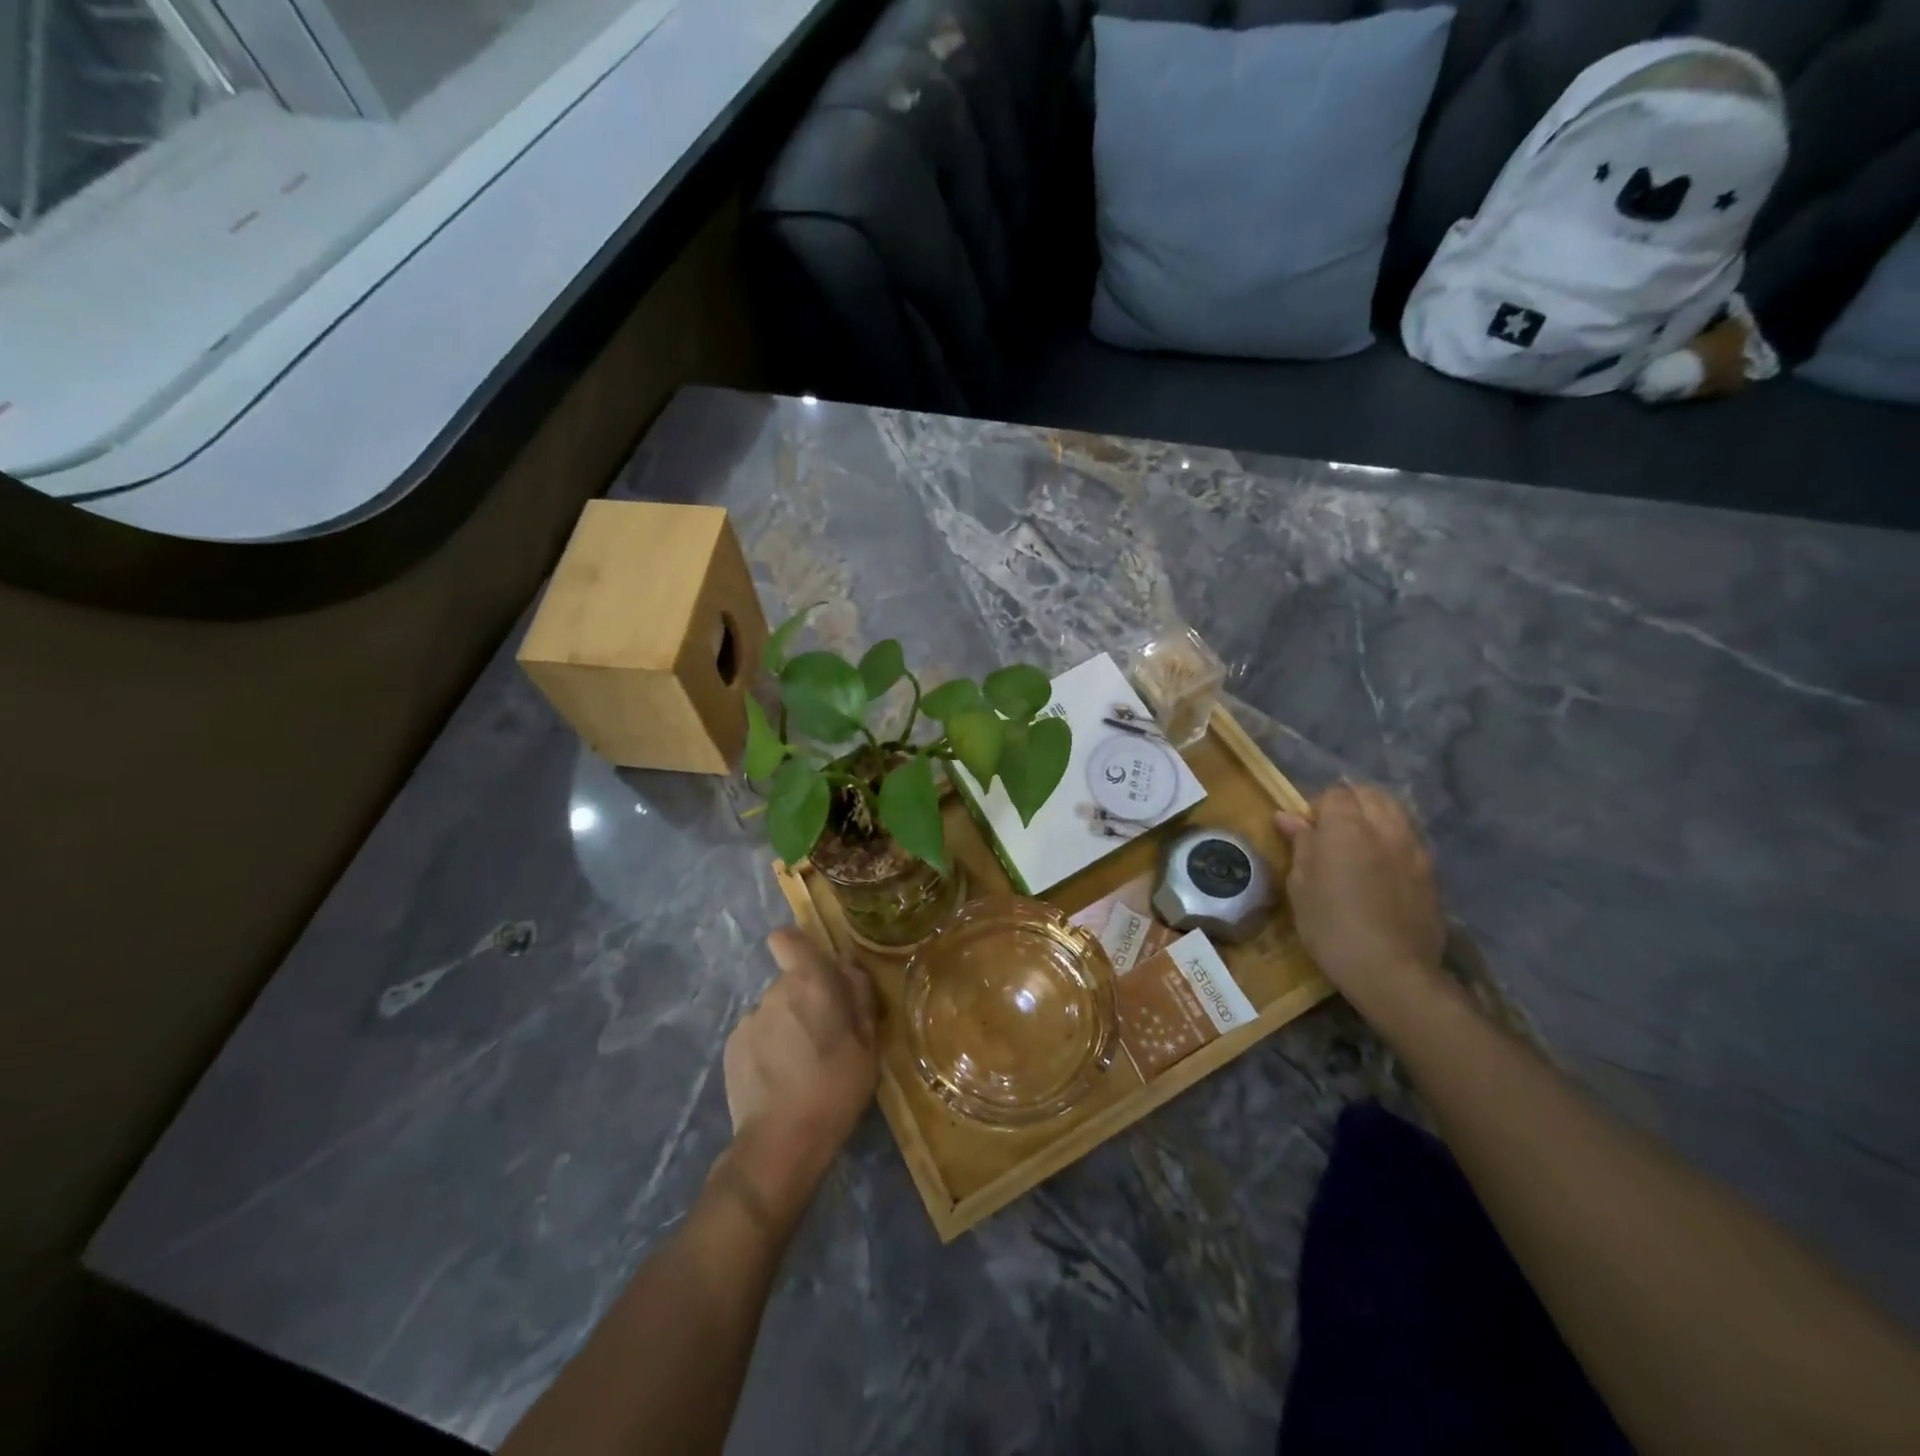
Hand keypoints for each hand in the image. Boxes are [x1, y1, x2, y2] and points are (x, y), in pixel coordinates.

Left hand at [717, 929, 877, 1227]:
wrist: (781, 1142)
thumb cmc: (836, 1087)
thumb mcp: (868, 1043)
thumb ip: (859, 996)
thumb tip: (848, 968)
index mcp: (809, 983)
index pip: (787, 939)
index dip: (797, 947)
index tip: (814, 970)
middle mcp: (774, 992)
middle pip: (789, 982)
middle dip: (804, 1000)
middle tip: (824, 1037)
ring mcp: (748, 1020)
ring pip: (773, 1011)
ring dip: (786, 1026)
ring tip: (800, 1066)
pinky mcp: (731, 1049)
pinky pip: (756, 1036)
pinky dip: (767, 1049)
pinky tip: (778, 1080)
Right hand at [1275, 783, 1445, 1018]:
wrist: (1392, 971)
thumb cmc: (1331, 926)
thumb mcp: (1301, 885)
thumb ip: (1300, 844)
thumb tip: (1288, 816)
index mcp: (1346, 827)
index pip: (1334, 793)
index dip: (1317, 807)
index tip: (1306, 831)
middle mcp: (1384, 827)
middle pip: (1370, 794)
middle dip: (1350, 803)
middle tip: (1332, 832)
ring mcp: (1413, 848)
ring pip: (1395, 811)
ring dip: (1375, 816)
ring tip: (1359, 845)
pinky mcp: (1431, 872)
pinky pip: (1410, 838)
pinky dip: (1394, 839)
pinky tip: (1382, 867)